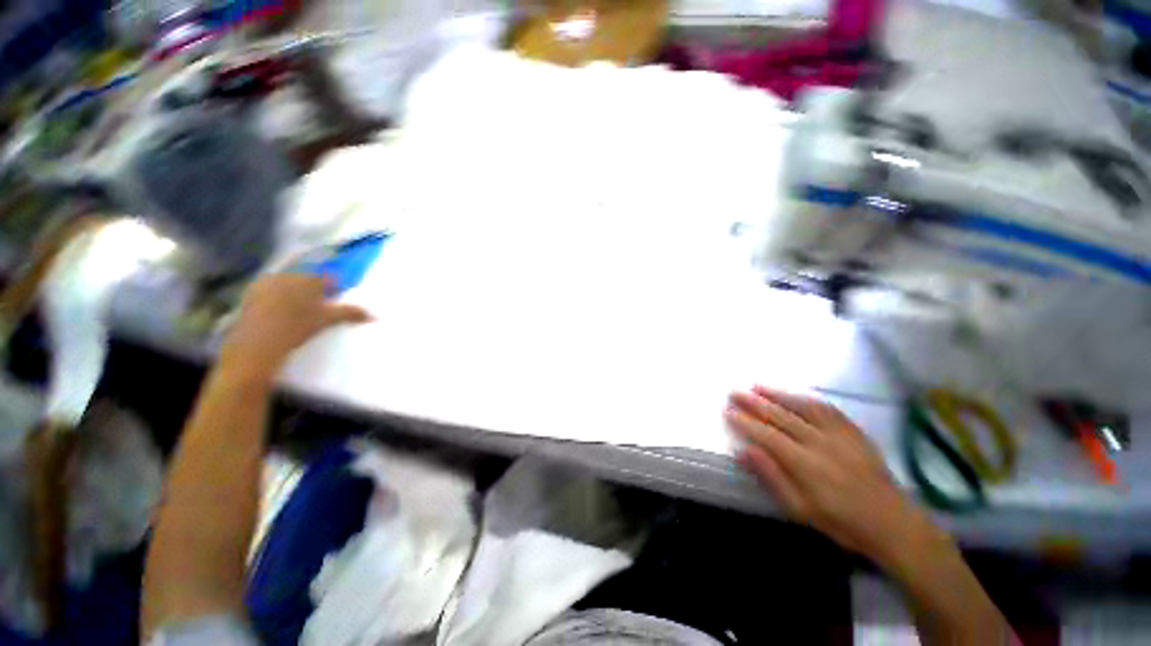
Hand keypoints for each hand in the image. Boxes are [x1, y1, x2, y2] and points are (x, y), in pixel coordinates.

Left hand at [220, 274, 370, 381]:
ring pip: (290, 282)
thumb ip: (350, 313)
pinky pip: (271, 288)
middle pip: (309, 278)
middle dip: (315, 288)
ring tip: (299, 310)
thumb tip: (374, 316)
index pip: (329, 277)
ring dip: (296, 291)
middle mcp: (289, 274)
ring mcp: (268, 281)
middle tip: (319, 305)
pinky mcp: (252, 291)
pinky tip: (279, 311)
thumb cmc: (297, 328)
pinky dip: (277, 295)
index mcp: (309, 279)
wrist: (257, 344)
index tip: (336, 298)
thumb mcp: (327, 320)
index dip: (335, 287)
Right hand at [727, 386, 937, 563]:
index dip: (745, 422)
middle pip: (780, 416)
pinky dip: (806, 397)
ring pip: (802, 406)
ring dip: (777, 394)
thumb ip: (771, 476)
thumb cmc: (840, 521)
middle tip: (734, 392)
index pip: (766, 435)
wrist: (891, 522)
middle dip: (754, 402)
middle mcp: (820, 442)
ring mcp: (839, 433)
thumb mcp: (800, 509)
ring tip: (756, 386)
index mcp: (805, 464)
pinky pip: (827, 408)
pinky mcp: (853, 431)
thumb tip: (743, 451)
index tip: (727, 411)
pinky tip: (794, 393)